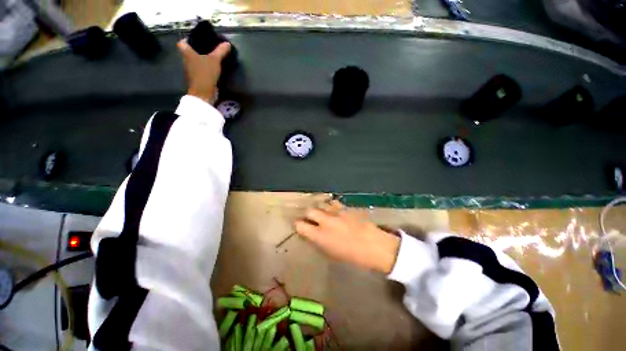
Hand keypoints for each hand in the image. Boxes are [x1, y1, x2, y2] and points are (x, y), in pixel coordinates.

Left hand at [177, 39, 230, 103]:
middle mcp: (186, 60)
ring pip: (195, 61)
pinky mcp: (197, 78)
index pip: (182, 42)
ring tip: (212, 56)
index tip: (197, 39)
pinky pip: (200, 69)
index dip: (188, 39)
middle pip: (189, 52)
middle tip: (208, 47)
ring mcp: (191, 71)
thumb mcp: (215, 60)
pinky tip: (213, 67)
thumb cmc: (205, 73)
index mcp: (186, 53)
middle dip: (197, 49)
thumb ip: (220, 51)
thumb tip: (227, 43)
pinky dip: (205, 68)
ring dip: (201, 59)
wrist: (203, 93)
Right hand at [295, 201, 400, 273]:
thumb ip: (319, 241)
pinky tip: (333, 210)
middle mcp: (325, 221)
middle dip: (308, 214)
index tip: (299, 225)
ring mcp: (336, 212)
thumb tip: (313, 234)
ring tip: (322, 212)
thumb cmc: (353, 256)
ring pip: (321, 204)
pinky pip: (333, 203)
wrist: (375, 246)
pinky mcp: (345, 208)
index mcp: (320, 236)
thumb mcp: (332, 253)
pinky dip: (330, 206)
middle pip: (309, 210)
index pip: (300, 225)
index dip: (298, 224)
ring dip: (319, 208)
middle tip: (311, 218)